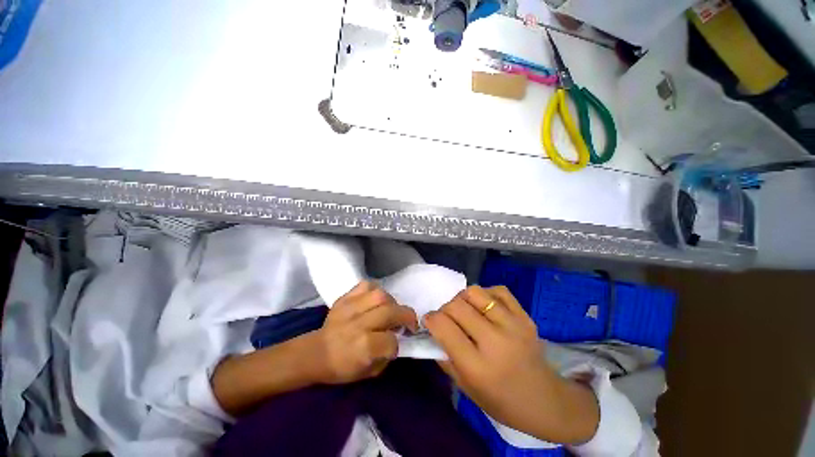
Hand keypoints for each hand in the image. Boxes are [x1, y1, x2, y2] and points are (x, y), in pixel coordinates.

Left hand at [312, 281, 417, 383]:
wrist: (315, 352)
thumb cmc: (342, 367)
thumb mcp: (368, 372)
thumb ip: (387, 356)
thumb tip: (398, 339)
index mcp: (363, 347)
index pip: (391, 341)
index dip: (397, 345)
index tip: (395, 346)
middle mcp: (359, 324)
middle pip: (390, 312)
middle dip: (406, 316)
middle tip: (408, 322)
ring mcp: (350, 307)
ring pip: (380, 295)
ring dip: (392, 302)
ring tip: (391, 309)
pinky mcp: (345, 297)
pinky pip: (366, 285)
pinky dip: (376, 290)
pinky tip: (376, 300)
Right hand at [424, 285, 599, 443]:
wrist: (545, 401)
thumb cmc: (501, 400)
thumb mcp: (465, 387)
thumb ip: (444, 356)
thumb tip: (431, 330)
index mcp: (478, 366)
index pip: (444, 327)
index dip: (430, 319)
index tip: (429, 321)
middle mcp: (496, 341)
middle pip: (457, 305)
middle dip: (444, 309)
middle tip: (446, 318)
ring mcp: (513, 325)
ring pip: (475, 292)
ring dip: (462, 299)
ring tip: (465, 310)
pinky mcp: (525, 316)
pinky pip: (498, 290)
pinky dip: (485, 294)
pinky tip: (485, 307)